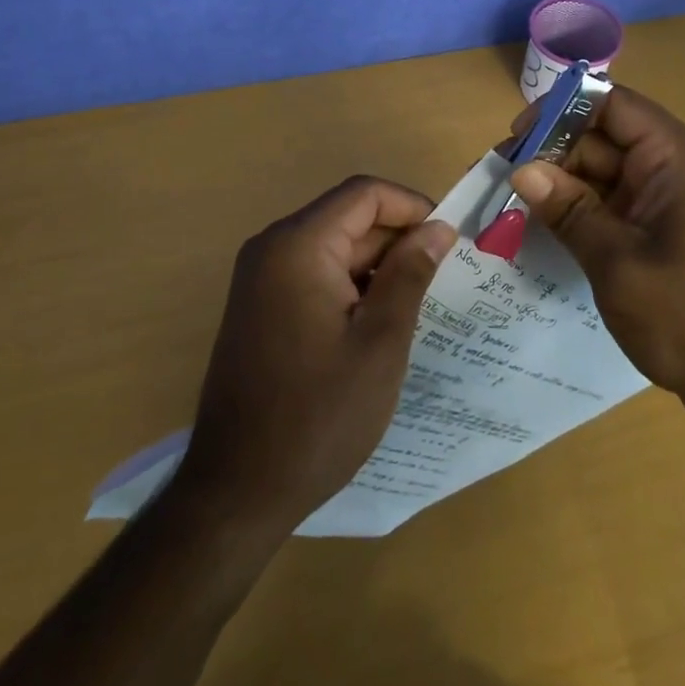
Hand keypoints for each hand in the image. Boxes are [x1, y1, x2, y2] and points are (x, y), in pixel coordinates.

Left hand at [173, 176, 454, 532]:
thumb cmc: (318, 416)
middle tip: (441, 280)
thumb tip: (438, 228)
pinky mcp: (260, 306)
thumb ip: (410, 274)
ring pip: (334, 247)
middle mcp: (273, 248)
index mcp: (298, 245)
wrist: (237, 491)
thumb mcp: (380, 343)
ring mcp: (261, 277)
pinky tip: (377, 324)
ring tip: (416, 306)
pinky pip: (315, 274)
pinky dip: (351, 286)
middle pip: (348, 218)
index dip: (411, 207)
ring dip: (377, 266)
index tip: (447, 241)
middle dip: (397, 240)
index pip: (364, 194)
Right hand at [510, 87, 684, 435]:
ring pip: (605, 169)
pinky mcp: (664, 223)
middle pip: (605, 136)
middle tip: (502, 176)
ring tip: (511, 201)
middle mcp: (679, 164)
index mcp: (680, 157)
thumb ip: (569, 210)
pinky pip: (615, 198)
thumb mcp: (617, 262)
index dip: (561, 111)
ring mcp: (672, 195)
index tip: (517, 136)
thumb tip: (520, 170)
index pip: (613, 105)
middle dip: (554, 152)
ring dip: (562, 182)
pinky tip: (543, 222)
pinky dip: (581, 207)